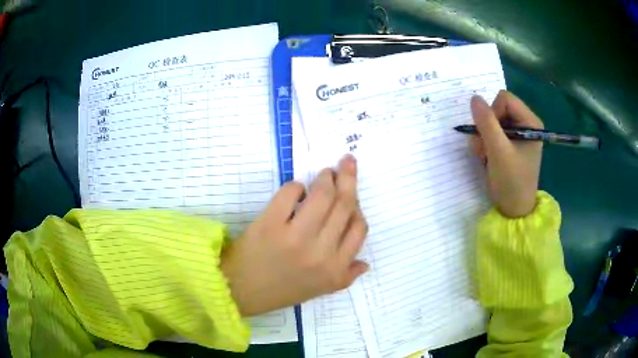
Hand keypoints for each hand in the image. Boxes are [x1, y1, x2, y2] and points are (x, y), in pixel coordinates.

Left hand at [220, 155, 368, 315]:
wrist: (241, 291)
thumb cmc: (281, 290)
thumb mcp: (320, 290)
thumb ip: (346, 276)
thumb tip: (365, 262)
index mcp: (335, 269)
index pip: (359, 228)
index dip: (357, 207)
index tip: (349, 196)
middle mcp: (320, 253)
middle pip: (344, 205)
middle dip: (348, 179)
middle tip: (346, 163)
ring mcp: (295, 237)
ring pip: (322, 196)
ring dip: (326, 178)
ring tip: (325, 174)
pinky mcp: (270, 224)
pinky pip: (290, 193)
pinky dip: (296, 187)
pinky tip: (296, 191)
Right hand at [470, 90, 543, 217]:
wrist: (513, 210)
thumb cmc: (511, 182)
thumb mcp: (498, 152)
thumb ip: (487, 124)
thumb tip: (474, 98)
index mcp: (530, 122)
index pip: (505, 99)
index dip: (493, 112)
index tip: (490, 135)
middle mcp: (526, 124)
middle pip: (498, 108)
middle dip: (486, 126)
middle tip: (482, 147)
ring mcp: (518, 133)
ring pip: (493, 120)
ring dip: (483, 136)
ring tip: (483, 155)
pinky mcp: (511, 143)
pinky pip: (493, 131)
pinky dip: (485, 142)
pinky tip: (485, 156)